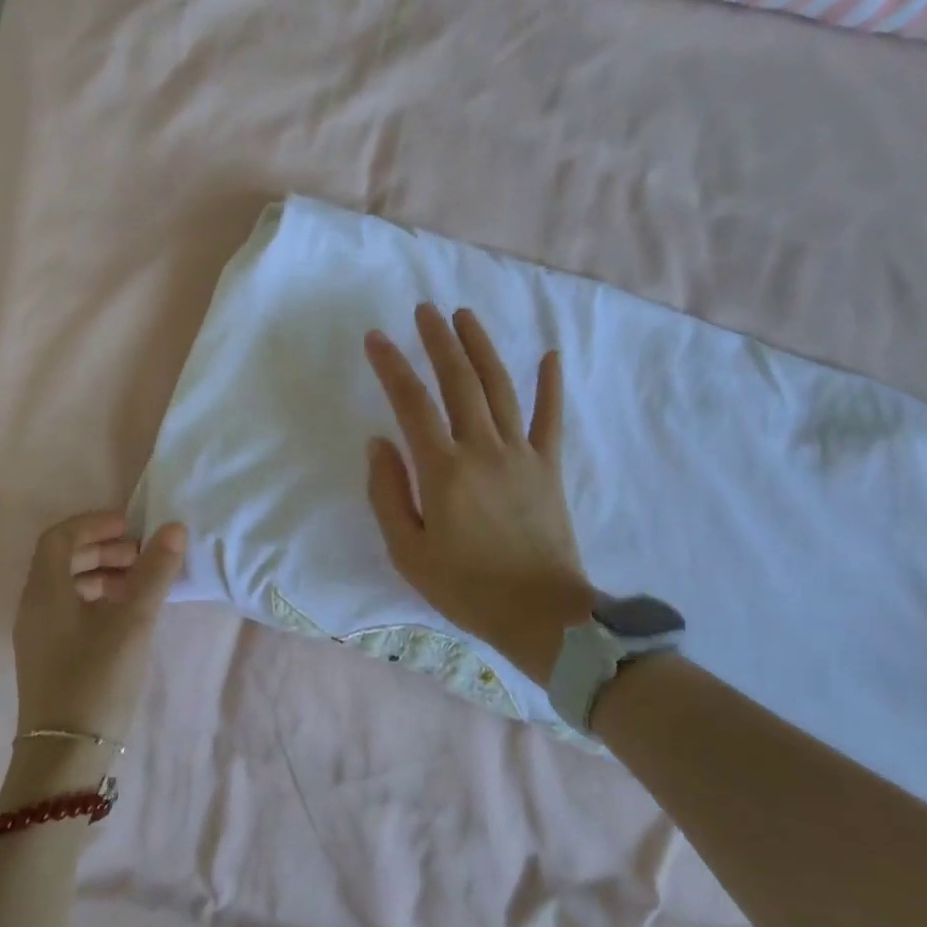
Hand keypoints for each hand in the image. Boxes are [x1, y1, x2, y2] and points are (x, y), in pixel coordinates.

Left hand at [10, 512, 186, 751]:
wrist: (64, 758)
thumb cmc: (96, 680)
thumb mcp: (132, 622)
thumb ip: (154, 573)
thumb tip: (174, 528)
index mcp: (44, 591)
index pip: (60, 536)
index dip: (95, 523)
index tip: (132, 527)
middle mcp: (34, 607)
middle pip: (63, 558)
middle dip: (103, 548)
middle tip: (142, 554)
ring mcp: (40, 634)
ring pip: (68, 585)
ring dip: (103, 573)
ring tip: (140, 584)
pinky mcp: (50, 656)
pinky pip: (71, 610)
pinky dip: (99, 599)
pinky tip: (127, 615)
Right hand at [364, 305, 594, 685]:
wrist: (542, 616)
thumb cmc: (466, 588)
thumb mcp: (407, 551)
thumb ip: (387, 493)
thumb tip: (379, 442)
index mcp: (444, 470)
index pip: (412, 403)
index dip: (392, 366)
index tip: (376, 338)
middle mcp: (483, 449)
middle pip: (459, 381)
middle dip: (439, 341)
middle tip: (424, 310)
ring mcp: (522, 454)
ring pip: (500, 388)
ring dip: (481, 348)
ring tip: (465, 317)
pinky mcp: (549, 467)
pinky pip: (550, 418)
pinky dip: (551, 385)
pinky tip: (550, 356)